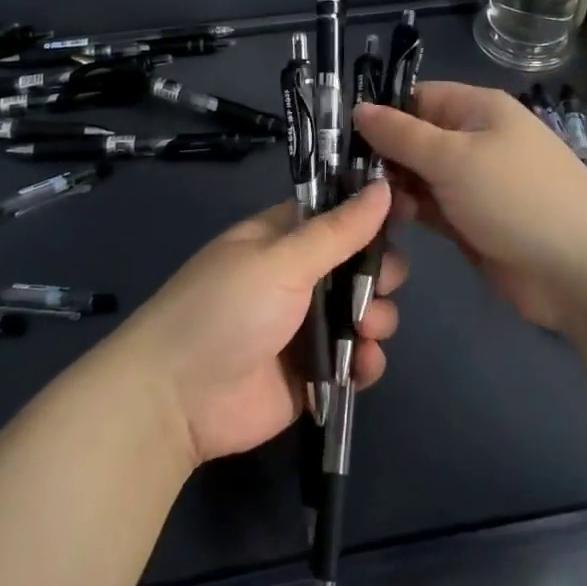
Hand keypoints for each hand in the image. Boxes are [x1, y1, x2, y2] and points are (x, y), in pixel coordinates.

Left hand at [117, 179, 406, 465]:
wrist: (177, 398)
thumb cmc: (225, 309)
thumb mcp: (281, 261)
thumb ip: (337, 231)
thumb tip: (383, 187)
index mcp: (283, 238)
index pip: (338, 213)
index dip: (373, 211)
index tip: (410, 209)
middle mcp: (299, 276)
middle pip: (360, 263)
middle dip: (380, 273)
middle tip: (381, 284)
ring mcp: (307, 326)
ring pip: (365, 311)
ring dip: (377, 319)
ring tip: (364, 332)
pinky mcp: (314, 372)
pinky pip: (356, 359)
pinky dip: (366, 361)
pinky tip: (361, 365)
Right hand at [353, 82, 586, 330]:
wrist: (582, 273)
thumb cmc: (516, 198)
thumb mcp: (453, 158)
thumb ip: (402, 135)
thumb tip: (359, 108)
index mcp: (477, 109)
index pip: (416, 98)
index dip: (381, 114)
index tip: (339, 137)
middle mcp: (474, 140)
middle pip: (414, 138)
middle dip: (382, 156)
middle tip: (343, 179)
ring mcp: (474, 183)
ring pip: (419, 176)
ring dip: (393, 189)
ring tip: (364, 206)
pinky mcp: (472, 221)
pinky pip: (431, 208)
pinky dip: (410, 214)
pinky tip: (383, 225)